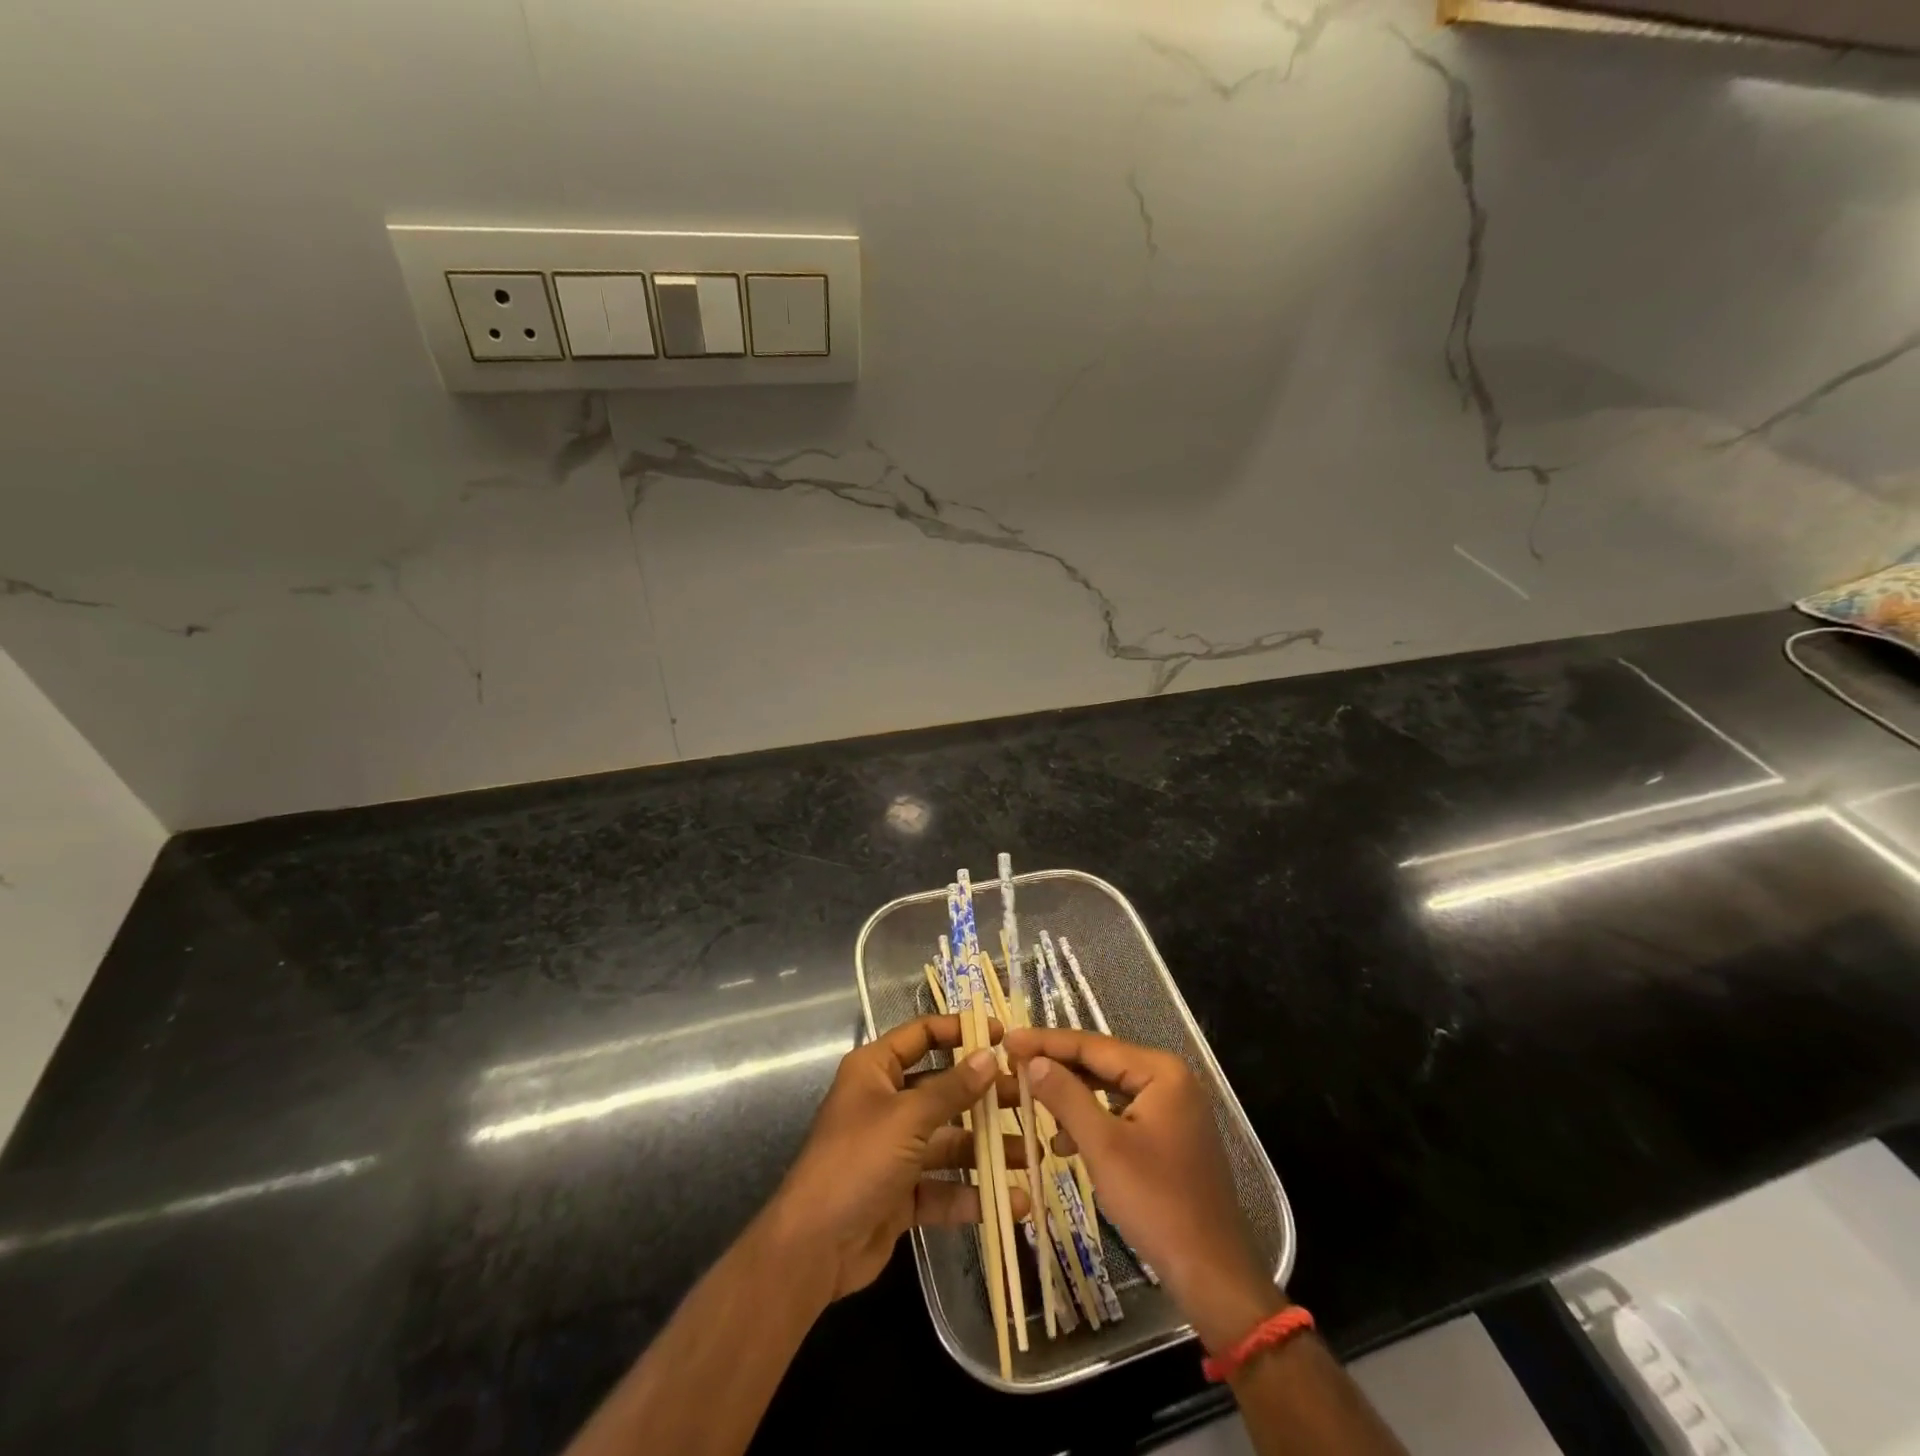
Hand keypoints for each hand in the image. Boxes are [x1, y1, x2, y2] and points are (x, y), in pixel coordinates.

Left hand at [763, 1015, 1028, 1302]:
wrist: (813, 1248)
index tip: (1003, 1035)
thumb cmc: (857, 1161)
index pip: (922, 1035)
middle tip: (1029, 1098)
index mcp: (876, 1070)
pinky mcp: (901, 1193)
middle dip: (985, 1096)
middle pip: (944, 1090)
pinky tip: (1013, 1203)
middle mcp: (886, 1103)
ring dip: (988, 1149)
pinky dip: (974, 1193)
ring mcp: (894, 1150)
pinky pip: (944, 1186)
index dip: (960, 1030)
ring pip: (949, 1140)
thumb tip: (990, 1056)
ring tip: (1032, 1154)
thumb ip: (952, 1089)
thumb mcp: (907, 1118)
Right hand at [1003, 1026, 1282, 1351]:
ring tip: (1033, 1108)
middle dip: (1057, 1069)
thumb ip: (1066, 1096)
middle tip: (1012, 1067)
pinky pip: (1122, 1112)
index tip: (1007, 1041)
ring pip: (1109, 1089)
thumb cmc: (1157, 1204)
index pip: (1092, 1045)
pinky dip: (1093, 1121)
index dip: (1046, 1042)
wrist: (1213, 1274)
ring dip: (1072, 1098)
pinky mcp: (1171, 1134)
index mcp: (1161, 1071)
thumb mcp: (1103, 1146)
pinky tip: (1066, 1143)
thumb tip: (1033, 1061)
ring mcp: (1174, 1107)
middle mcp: (1171, 1078)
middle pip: (1101, 1063)